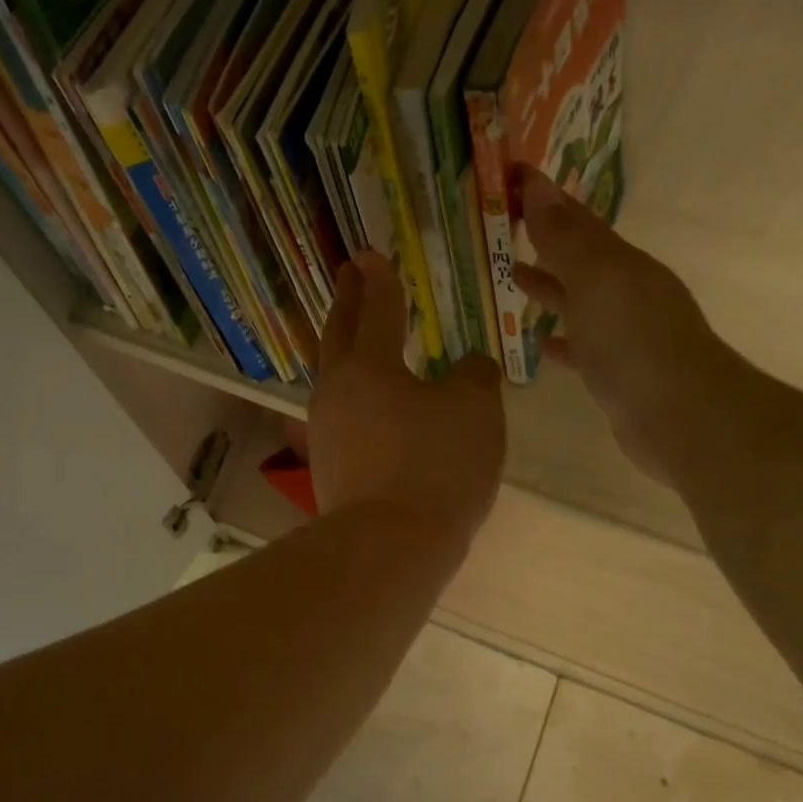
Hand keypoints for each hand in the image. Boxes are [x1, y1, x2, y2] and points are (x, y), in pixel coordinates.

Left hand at [309, 252, 504, 545]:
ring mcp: (326, 432)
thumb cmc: (435, 466)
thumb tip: (470, 367)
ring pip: (334, 377)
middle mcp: (336, 391)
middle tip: (350, 274)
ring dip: (346, 350)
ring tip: (359, 338)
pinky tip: (373, 407)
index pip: (376, 309)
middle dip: (347, 301)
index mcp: (368, 366)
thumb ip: (476, 376)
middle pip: (338, 335)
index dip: (378, 280)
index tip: (370, 254)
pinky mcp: (329, 468)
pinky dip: (356, 396)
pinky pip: (342, 415)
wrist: (390, 547)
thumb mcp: (475, 411)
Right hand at [511, 167, 726, 486]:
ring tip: (512, 278)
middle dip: (545, 241)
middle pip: (579, 259)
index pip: (577, 221)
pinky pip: (581, 347)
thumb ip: (565, 238)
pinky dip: (561, 339)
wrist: (680, 416)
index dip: (544, 200)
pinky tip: (539, 342)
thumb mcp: (596, 279)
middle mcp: (627, 293)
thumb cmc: (632, 341)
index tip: (509, 182)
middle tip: (502, 229)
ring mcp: (624, 335)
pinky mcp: (617, 374)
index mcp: (622, 264)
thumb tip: (539, 185)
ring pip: (579, 301)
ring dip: (550, 287)